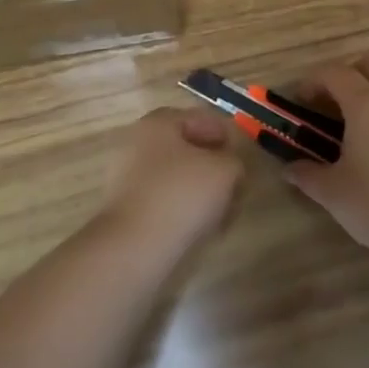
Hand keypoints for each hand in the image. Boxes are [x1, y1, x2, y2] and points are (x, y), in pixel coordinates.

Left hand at [98, 108, 245, 253]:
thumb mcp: (224, 172)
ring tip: (220, 213)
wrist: (134, 248)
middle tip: (234, 188)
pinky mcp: (125, 206)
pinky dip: (182, 208)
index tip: (242, 162)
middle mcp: (139, 141)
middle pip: (187, 148)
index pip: (202, 119)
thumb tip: (229, 169)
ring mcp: (128, 174)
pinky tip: (198, 227)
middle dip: (214, 167)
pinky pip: (163, 198)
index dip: (227, 138)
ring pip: (176, 175)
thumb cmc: (181, 196)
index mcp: (159, 122)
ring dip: (200, 190)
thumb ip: (234, 162)